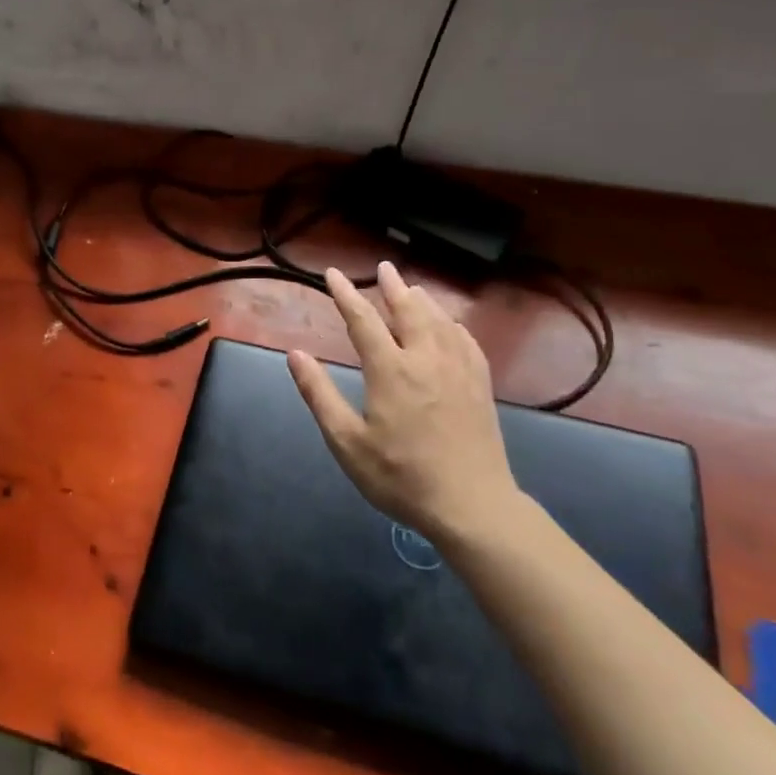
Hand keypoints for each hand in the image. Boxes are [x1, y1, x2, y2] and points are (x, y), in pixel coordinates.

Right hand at [288, 263, 523, 547]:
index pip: (363, 320)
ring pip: (439, 321)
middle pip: (409, 310)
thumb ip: (319, 394)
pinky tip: (450, 325)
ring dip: (422, 300)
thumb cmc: (400, 476)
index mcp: (390, 371)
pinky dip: (453, 325)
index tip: (333, 274)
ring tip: (412, 288)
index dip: (346, 294)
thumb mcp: (346, 441)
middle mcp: (426, 360)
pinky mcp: (480, 386)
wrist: (471, 506)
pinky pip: (466, 342)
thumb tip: (295, 354)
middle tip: (384, 268)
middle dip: (393, 286)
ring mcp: (458, 371)